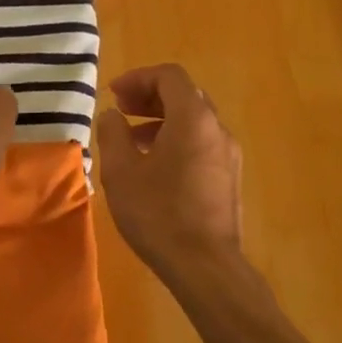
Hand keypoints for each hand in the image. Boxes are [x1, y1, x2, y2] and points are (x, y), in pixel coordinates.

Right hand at [95, 65, 244, 282]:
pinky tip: (154, 167)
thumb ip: (112, 133)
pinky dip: (176, 141)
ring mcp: (228, 155)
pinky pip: (201, 144)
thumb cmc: (158, 213)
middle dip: (150, 97)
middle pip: (184, 95)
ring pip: (194, 122)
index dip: (138, 77)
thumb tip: (112, 115)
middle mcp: (217, 129)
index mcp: (193, 118)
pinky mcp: (229, 178)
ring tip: (131, 141)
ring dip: (161, 121)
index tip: (113, 94)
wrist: (205, 266)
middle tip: (121, 110)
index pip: (169, 76)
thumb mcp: (121, 171)